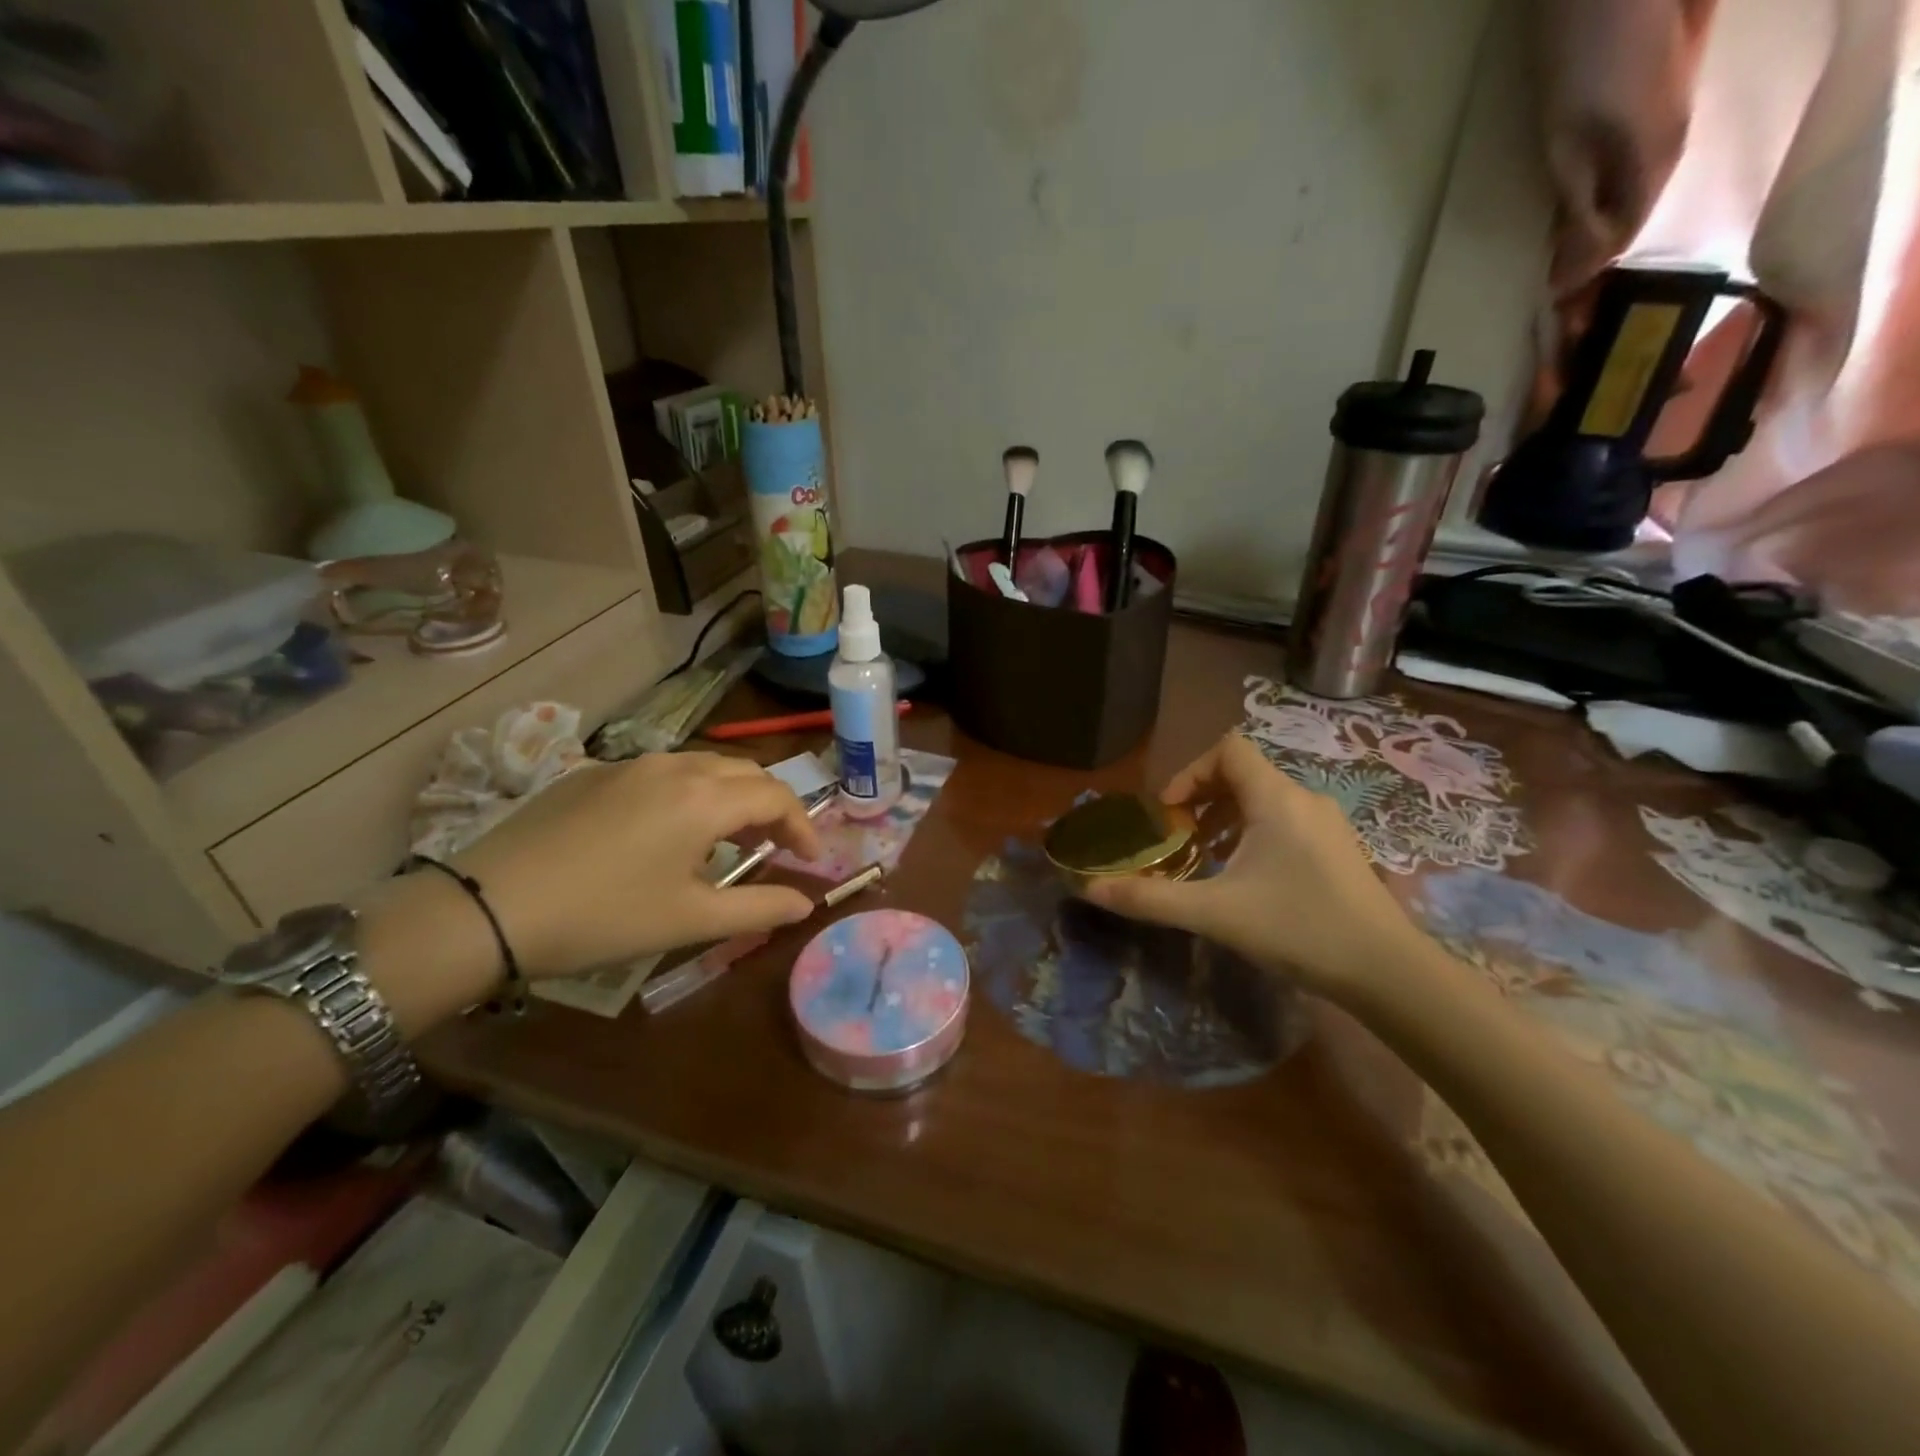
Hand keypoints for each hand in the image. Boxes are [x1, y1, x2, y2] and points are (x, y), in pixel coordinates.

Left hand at [359, 752, 825, 1032]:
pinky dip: (687, 795)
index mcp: (705, 798)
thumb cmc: (603, 917)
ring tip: (725, 841)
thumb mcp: (689, 920)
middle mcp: (675, 766)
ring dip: (729, 798)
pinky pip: (661, 774)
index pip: (777, 796)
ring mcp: (630, 764)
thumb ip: (759, 907)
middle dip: (770, 807)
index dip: (803, 827)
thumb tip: (805, 903)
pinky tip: (666, 833)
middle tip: (773, 848)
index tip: (811, 860)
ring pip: (703, 768)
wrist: (487, 907)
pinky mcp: (593, 773)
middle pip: (745, 773)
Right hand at [1084, 734, 1430, 1002]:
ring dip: (1227, 818)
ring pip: (1265, 799)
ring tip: (1207, 858)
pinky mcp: (1339, 849)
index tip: (1169, 814)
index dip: (1189, 772)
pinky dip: (1254, 833)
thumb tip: (1089, 889)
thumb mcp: (1215, 913)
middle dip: (1202, 800)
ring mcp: (1327, 823)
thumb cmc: (1299, 928)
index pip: (1227, 749)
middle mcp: (1303, 798)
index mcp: (1275, 798)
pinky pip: (1285, 821)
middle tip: (1179, 839)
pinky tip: (1246, 878)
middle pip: (1243, 773)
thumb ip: (1150, 898)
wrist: (1387, 972)